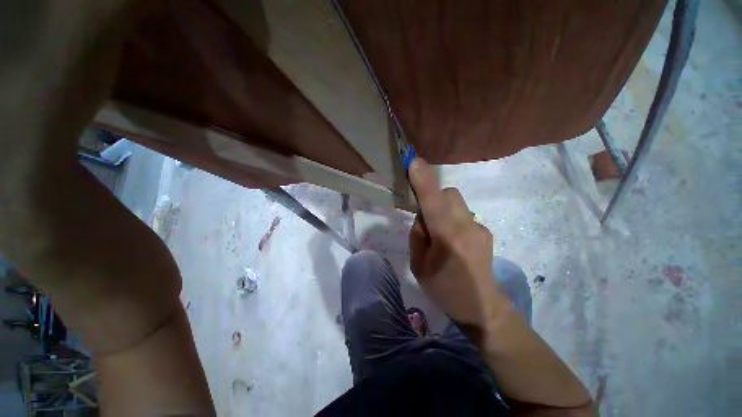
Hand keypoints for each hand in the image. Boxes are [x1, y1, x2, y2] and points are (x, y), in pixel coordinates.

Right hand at [408, 158, 504, 328]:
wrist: (481, 307)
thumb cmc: (443, 289)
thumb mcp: (418, 265)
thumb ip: (418, 234)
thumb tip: (423, 215)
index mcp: (447, 240)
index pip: (433, 203)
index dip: (424, 181)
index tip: (414, 162)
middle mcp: (467, 228)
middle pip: (449, 194)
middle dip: (434, 197)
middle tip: (426, 219)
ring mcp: (480, 228)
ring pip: (457, 202)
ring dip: (443, 208)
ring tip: (440, 232)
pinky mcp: (485, 230)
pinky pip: (463, 213)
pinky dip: (452, 218)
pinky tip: (453, 240)